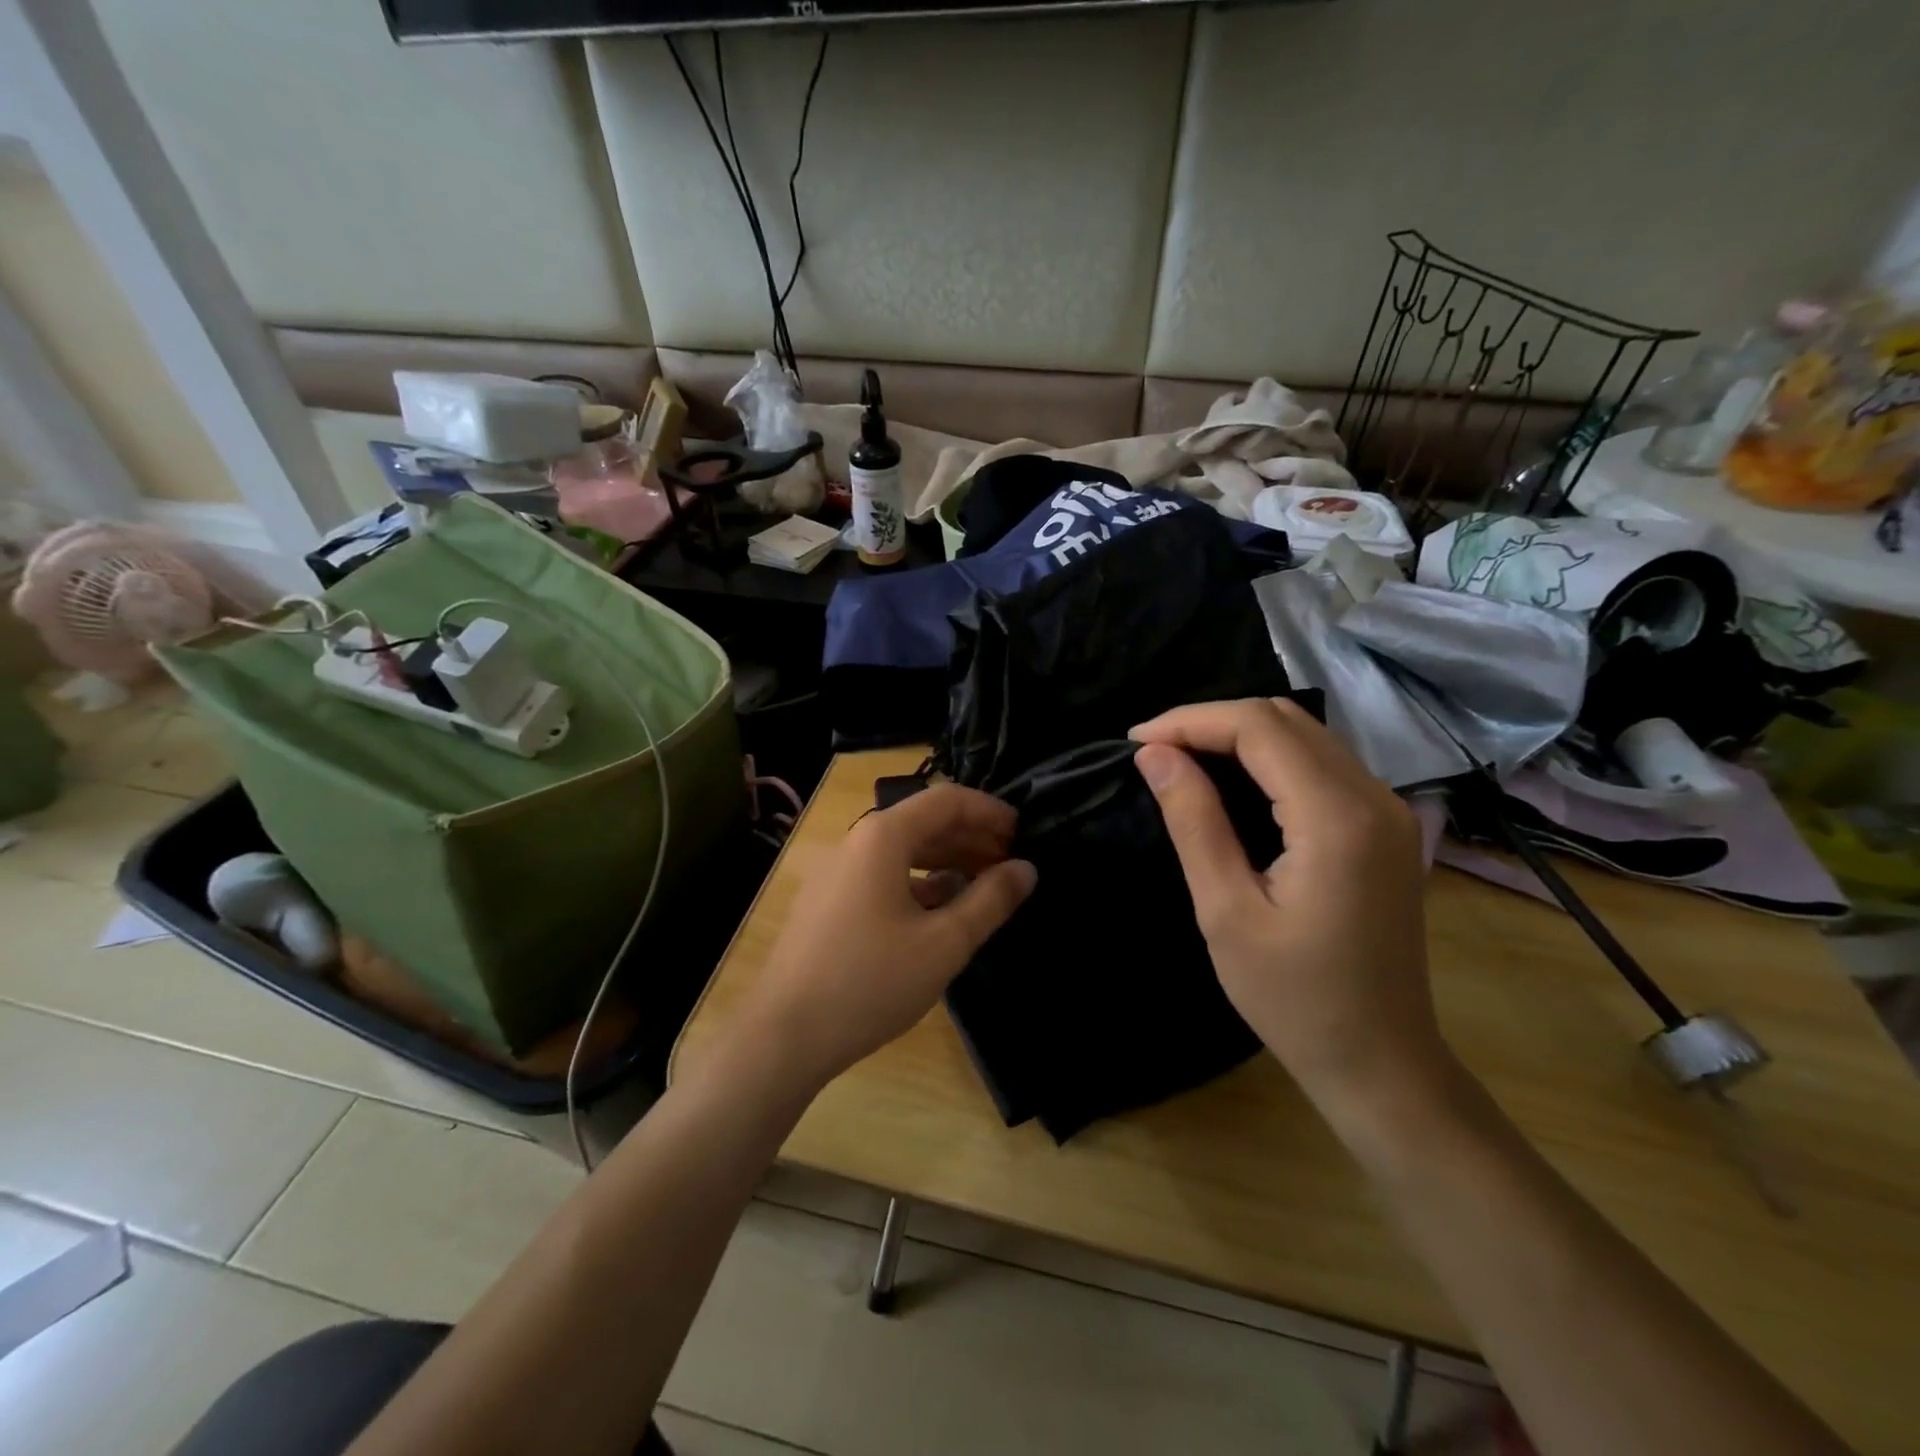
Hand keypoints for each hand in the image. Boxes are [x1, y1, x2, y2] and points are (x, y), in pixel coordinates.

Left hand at [741, 784, 1036, 1090]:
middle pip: (924, 821)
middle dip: (972, 836)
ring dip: (948, 859)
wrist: (784, 1035)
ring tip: (986, 884)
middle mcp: (857, 841)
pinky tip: (943, 908)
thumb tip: (1026, 868)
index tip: (1024, 834)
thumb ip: (991, 900)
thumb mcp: (944, 943)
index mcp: (883, 837)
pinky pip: (884, 875)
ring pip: (904, 849)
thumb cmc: (870, 982)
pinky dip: (920, 882)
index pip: (947, 800)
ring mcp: (839, 872)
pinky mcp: (831, 901)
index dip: (990, 811)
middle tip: (1011, 863)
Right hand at [1130, 698, 1448, 1119]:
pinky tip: (1230, 780)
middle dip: (1212, 722)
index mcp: (1337, 817)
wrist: (1381, 1061)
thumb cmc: (1294, 998)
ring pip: (1305, 734)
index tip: (1135, 741)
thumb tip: (1154, 754)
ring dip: (1239, 734)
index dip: (1191, 721)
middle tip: (1153, 749)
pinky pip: (1321, 763)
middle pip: (1285, 719)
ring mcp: (1388, 810)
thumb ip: (1194, 821)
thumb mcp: (1226, 911)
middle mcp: (1374, 797)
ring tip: (1180, 758)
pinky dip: (1269, 757)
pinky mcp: (1385, 827)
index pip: (1258, 728)